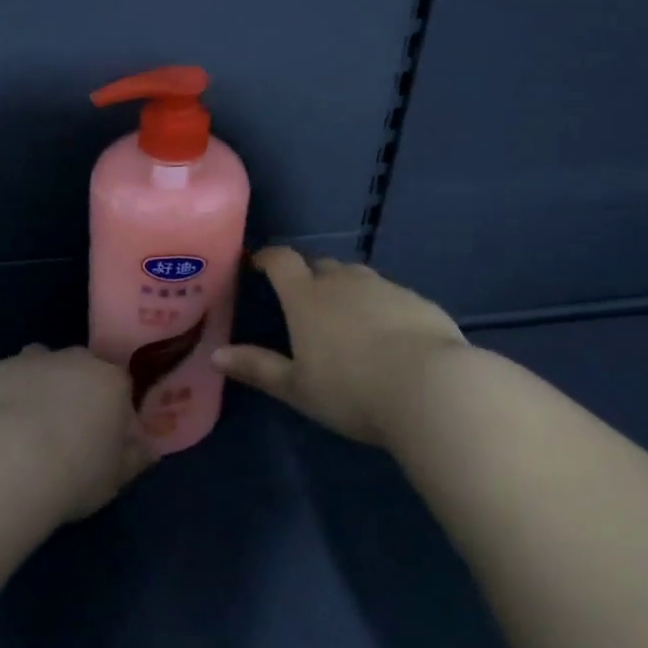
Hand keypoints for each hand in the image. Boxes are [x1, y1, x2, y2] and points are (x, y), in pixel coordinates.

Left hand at [0, 344, 154, 520]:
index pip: (120, 386)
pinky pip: (0, 379)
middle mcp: (73, 359)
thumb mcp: (116, 478)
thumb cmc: (76, 473)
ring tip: (26, 424)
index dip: (111, 410)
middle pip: (79, 367)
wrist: (10, 463)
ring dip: (37, 383)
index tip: (103, 438)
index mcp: (111, 381)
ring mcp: (29, 360)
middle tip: (64, 431)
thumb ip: (134, 458)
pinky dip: (0, 394)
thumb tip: (147, 450)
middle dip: (74, 390)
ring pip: (38, 363)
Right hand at [214, 248, 467, 448]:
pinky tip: (390, 337)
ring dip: (348, 291)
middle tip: (306, 304)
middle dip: (310, 278)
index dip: (268, 257)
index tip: (259, 264)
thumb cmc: (351, 390)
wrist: (432, 389)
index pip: (282, 260)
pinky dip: (382, 308)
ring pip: (358, 279)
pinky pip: (391, 296)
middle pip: (321, 266)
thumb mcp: (297, 387)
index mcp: (307, 296)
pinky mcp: (418, 301)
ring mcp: (385, 287)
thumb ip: (257, 367)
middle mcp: (344, 281)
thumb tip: (215, 355)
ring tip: (348, 322)